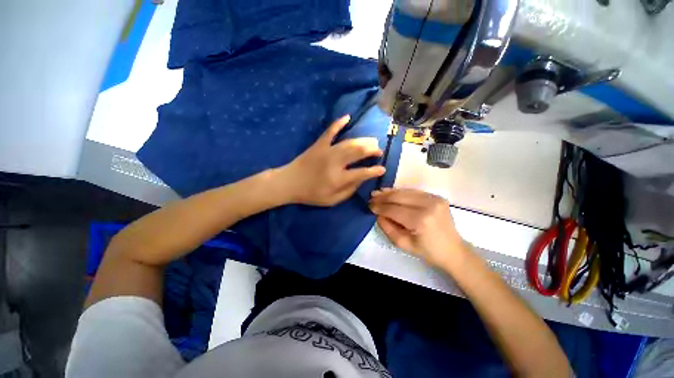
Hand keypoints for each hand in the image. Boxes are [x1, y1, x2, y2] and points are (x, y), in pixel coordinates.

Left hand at [277, 115, 385, 205]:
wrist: (289, 183)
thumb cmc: (311, 194)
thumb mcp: (331, 201)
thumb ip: (348, 191)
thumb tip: (361, 180)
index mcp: (338, 179)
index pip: (362, 173)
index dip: (374, 171)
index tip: (382, 169)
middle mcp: (335, 163)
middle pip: (358, 153)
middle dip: (372, 150)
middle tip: (379, 151)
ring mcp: (327, 151)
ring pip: (349, 142)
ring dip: (363, 140)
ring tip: (372, 141)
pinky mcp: (319, 144)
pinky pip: (330, 131)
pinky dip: (339, 123)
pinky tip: (347, 117)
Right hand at [369, 188, 466, 268]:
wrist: (453, 250)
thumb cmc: (428, 251)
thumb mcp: (403, 244)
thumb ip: (388, 228)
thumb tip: (378, 214)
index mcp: (421, 220)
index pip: (394, 209)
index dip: (380, 207)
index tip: (369, 206)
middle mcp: (428, 205)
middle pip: (399, 197)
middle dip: (383, 197)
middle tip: (371, 197)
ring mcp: (434, 199)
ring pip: (405, 191)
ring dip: (390, 192)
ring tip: (378, 192)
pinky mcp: (436, 196)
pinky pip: (413, 191)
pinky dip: (401, 192)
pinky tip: (391, 192)